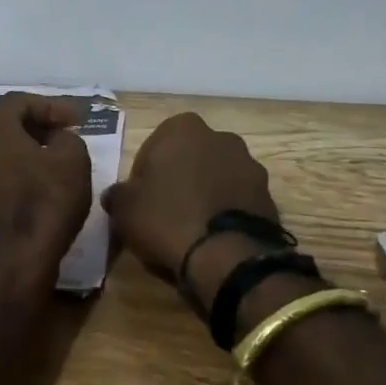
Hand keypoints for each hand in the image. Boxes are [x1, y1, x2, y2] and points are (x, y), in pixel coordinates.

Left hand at [0, 94, 93, 273]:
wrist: (11, 264)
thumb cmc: (43, 201)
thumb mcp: (73, 160)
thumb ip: (67, 138)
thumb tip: (57, 141)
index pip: (22, 102)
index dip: (53, 107)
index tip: (78, 121)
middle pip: (4, 127)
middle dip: (36, 129)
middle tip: (64, 139)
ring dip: (22, 156)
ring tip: (51, 167)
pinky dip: (11, 180)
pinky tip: (33, 194)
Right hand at [102, 113, 280, 307]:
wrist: (227, 256)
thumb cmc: (167, 218)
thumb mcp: (124, 208)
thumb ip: (117, 194)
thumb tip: (116, 195)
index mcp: (183, 128)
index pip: (154, 146)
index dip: (144, 174)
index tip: (140, 200)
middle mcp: (221, 137)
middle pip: (189, 157)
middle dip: (179, 178)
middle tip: (165, 212)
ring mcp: (250, 165)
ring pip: (217, 176)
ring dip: (205, 193)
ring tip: (192, 228)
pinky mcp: (269, 195)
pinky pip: (238, 199)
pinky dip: (226, 211)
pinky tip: (214, 236)